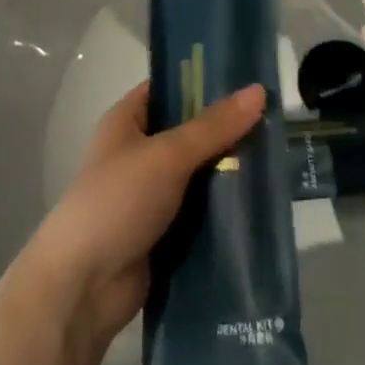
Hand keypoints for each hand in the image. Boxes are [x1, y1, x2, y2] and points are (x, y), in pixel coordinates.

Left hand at [18, 81, 265, 350]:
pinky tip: (263, 199)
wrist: (82, 289)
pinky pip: (203, 210)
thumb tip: (259, 90)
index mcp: (128, 121)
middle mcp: (140, 152)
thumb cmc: (117, 202)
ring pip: (201, 172)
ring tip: (281, 155)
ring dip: (232, 169)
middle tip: (277, 117)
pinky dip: (226, 207)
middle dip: (229, 127)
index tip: (250, 75)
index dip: (206, 78)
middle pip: (192, 130)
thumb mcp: (167, 155)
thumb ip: (214, 127)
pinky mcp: (166, 232)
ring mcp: (153, 194)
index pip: (171, 86)